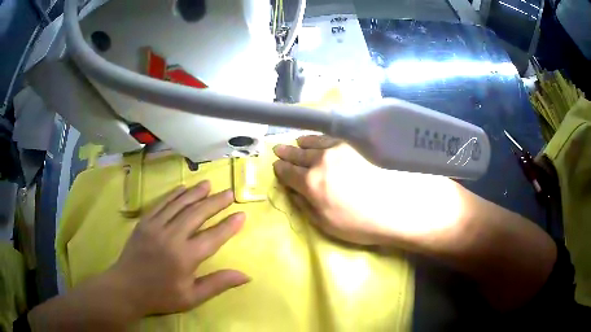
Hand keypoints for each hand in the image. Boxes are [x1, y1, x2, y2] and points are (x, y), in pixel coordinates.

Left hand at [109, 181, 248, 316]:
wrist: (127, 288)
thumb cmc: (161, 296)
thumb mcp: (192, 297)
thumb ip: (218, 283)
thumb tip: (246, 276)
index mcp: (185, 257)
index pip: (213, 237)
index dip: (229, 225)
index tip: (241, 214)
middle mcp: (171, 236)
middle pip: (197, 214)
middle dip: (215, 202)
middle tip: (228, 193)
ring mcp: (155, 226)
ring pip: (179, 204)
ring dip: (195, 193)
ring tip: (209, 184)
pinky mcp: (144, 222)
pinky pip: (161, 203)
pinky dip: (174, 194)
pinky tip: (183, 188)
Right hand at [273, 135, 463, 247]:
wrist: (404, 206)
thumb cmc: (366, 224)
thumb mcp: (329, 226)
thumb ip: (307, 207)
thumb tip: (295, 193)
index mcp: (312, 184)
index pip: (288, 174)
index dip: (280, 170)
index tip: (276, 167)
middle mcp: (322, 160)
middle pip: (298, 154)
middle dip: (286, 153)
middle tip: (278, 149)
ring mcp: (341, 147)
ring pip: (314, 142)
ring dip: (301, 142)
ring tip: (295, 142)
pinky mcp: (358, 141)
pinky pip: (332, 136)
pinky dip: (320, 137)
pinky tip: (318, 137)